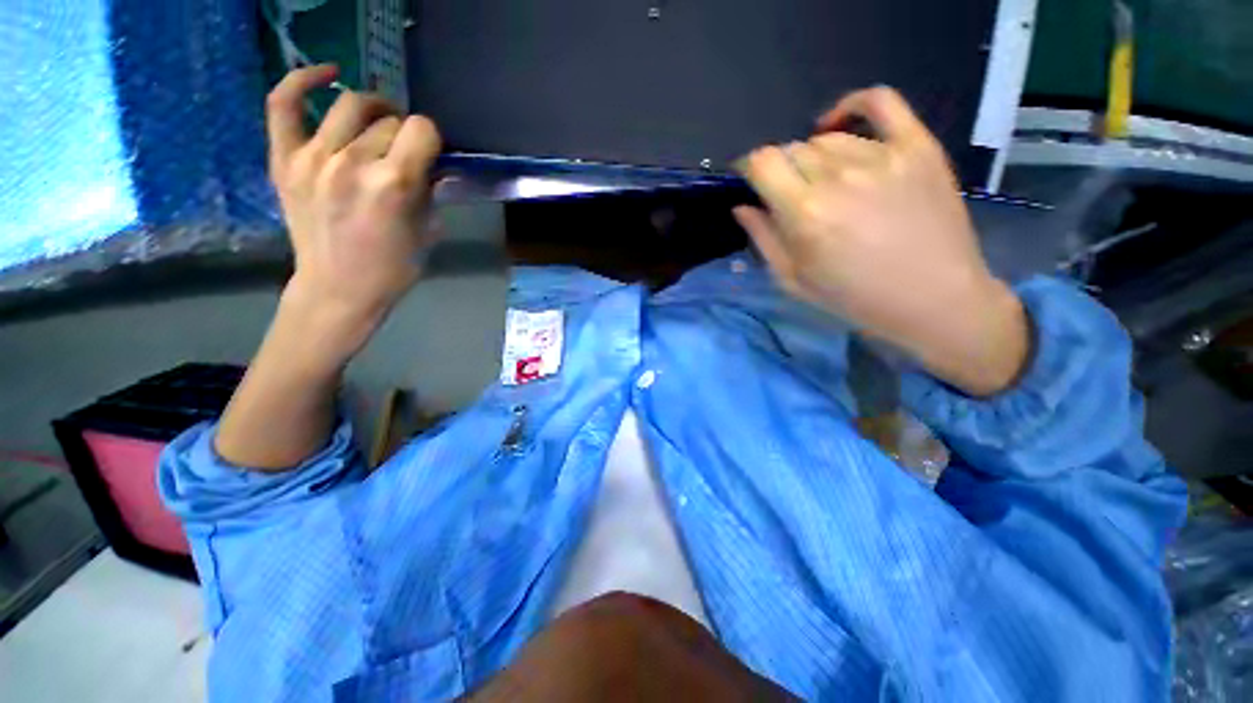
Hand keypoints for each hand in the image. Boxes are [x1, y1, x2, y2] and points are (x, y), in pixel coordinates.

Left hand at [266, 64, 442, 359]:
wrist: (338, 289)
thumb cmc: (393, 268)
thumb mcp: (428, 231)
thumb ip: (431, 192)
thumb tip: (435, 165)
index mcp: (393, 184)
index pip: (421, 129)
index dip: (432, 139)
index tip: (431, 155)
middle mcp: (352, 161)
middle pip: (389, 119)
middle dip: (405, 133)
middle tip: (406, 151)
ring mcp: (312, 157)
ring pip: (349, 105)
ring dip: (373, 110)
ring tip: (379, 123)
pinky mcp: (284, 160)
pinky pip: (284, 104)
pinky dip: (301, 80)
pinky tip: (325, 74)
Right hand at [734, 87, 1028, 396]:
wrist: (934, 298)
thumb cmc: (854, 298)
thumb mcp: (793, 280)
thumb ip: (763, 239)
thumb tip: (742, 206)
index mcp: (805, 213)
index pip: (762, 162)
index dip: (749, 168)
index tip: (751, 182)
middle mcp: (839, 176)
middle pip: (792, 149)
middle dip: (781, 171)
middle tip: (791, 196)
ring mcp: (882, 156)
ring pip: (827, 138)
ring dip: (813, 157)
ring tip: (823, 182)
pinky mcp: (917, 147)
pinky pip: (880, 102)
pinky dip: (854, 105)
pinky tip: (839, 122)